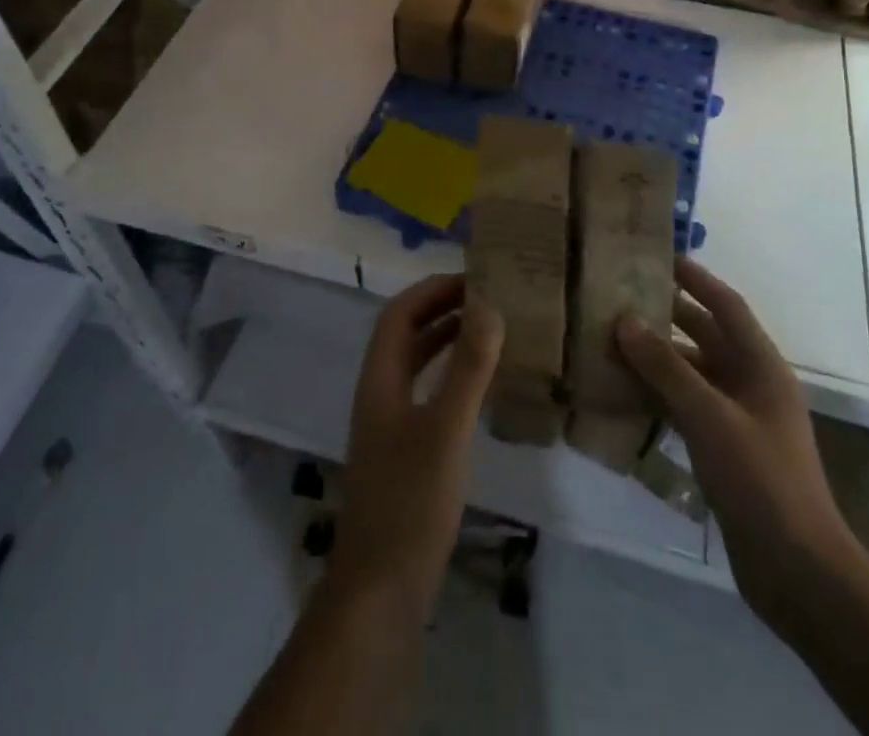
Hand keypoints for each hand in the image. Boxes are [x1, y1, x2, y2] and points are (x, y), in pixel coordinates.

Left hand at [332, 274, 503, 619]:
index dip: (432, 289)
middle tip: (488, 298)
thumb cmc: (411, 501)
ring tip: (489, 330)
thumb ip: (468, 367)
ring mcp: (389, 425)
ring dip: (446, 340)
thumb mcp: (446, 429)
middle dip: (442, 309)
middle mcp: (379, 393)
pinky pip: (427, 393)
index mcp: (379, 379)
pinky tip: (479, 388)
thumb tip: (489, 305)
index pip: (399, 314)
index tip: (474, 278)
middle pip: (406, 334)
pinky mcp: (403, 453)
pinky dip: (451, 376)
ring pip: (416, 364)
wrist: (381, 590)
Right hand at [615, 259, 861, 628]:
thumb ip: (665, 368)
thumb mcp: (709, 416)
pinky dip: (659, 396)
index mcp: (761, 366)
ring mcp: (739, 419)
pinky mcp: (726, 450)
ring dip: (657, 359)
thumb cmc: (760, 479)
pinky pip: (687, 407)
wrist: (797, 571)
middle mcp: (752, 384)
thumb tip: (625, 321)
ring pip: (692, 373)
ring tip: (611, 341)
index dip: (695, 278)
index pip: (726, 305)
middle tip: (621, 296)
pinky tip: (624, 394)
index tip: (659, 256)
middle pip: (706, 336)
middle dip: (667, 315)